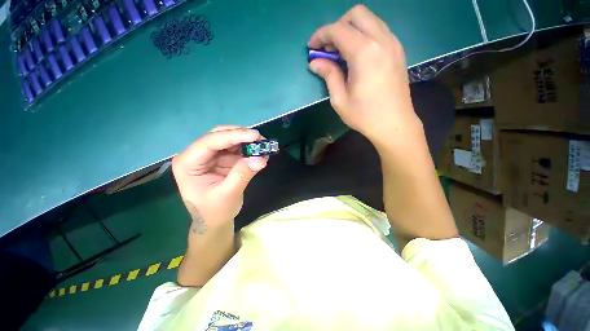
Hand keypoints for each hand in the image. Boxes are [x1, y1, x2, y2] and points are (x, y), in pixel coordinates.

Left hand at [172, 126, 266, 231]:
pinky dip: (248, 148)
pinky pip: (236, 148)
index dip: (234, 136)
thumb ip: (242, 174)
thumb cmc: (214, 211)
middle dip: (240, 135)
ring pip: (229, 139)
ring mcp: (210, 156)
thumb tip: (260, 158)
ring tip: (262, 145)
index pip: (210, 142)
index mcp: (188, 163)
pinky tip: (259, 151)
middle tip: (260, 138)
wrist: (214, 220)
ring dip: (246, 140)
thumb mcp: (228, 194)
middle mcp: (197, 155)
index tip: (255, 135)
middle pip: (218, 136)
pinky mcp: (222, 159)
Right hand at [308, 5, 421, 143]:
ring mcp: (393, 43)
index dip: (321, 35)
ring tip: (341, 52)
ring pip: (369, 20)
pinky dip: (363, 35)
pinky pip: (378, 30)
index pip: (338, 30)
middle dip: (337, 26)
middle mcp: (381, 40)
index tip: (312, 47)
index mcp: (364, 53)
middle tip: (328, 48)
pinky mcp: (398, 50)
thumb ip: (328, 75)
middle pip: (357, 14)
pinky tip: (356, 55)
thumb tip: (315, 62)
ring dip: (351, 29)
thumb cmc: (364, 115)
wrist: (394, 123)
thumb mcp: (340, 99)